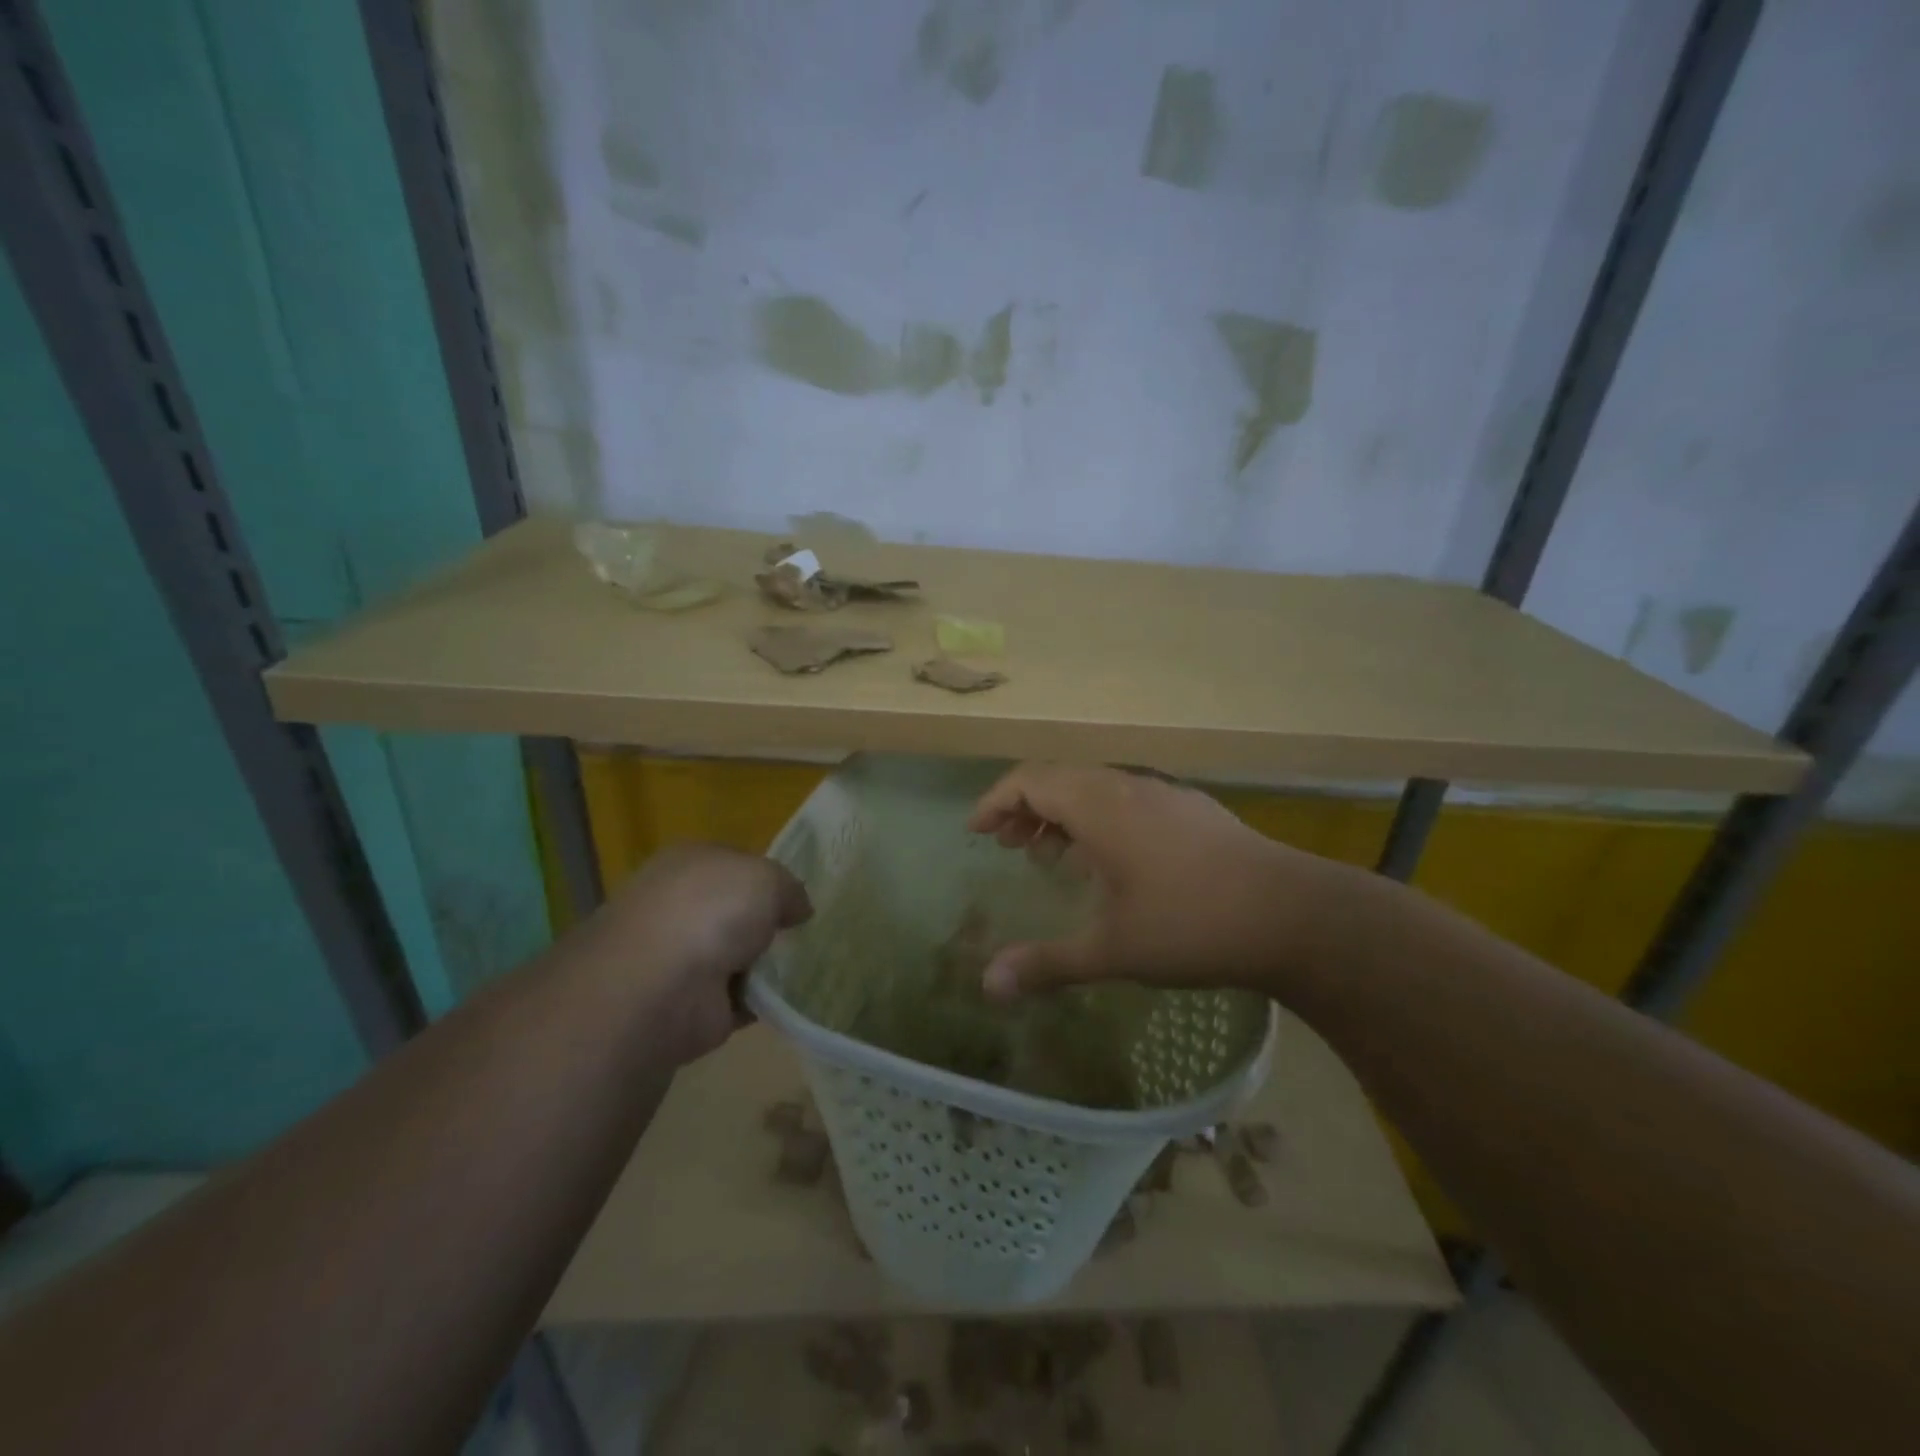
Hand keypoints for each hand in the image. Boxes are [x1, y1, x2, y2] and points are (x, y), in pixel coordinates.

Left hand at [572, 844, 811, 1063]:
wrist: (660, 989)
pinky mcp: (693, 1005)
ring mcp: (684, 959)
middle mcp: (681, 907)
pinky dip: (763, 1001)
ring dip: (768, 964)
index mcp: (689, 863)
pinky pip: (741, 997)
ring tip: (812, 964)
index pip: (736, 863)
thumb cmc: (710, 912)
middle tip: (810, 931)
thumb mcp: (766, 878)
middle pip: (736, 911)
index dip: (769, 877)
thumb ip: (789, 888)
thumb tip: (798, 909)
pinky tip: (793, 997)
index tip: (799, 895)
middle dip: (768, 922)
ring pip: (739, 955)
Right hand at [967, 763, 1353, 1002]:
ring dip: (1063, 814)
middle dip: (1025, 808)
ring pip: (1096, 789)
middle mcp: (1127, 787)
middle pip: (1060, 779)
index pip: (1029, 780)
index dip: (996, 802)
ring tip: (1051, 854)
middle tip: (1008, 846)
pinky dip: (1099, 819)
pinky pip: (1126, 800)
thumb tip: (987, 987)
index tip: (977, 833)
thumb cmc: (1191, 924)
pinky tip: (1110, 862)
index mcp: (1099, 806)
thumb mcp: (1112, 949)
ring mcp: (1164, 795)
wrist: (1295, 914)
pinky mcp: (1192, 810)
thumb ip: (1047, 964)